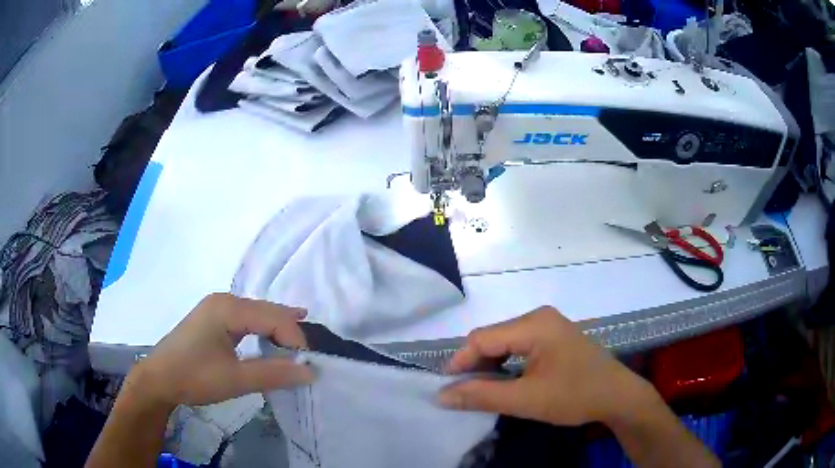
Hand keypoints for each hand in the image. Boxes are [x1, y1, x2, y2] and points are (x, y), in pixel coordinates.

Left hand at [127, 293, 314, 409]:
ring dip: (278, 329)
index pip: (273, 317)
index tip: (308, 365)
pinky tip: (272, 336)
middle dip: (290, 330)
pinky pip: (246, 319)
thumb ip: (274, 374)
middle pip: (266, 310)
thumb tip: (311, 371)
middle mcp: (224, 300)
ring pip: (257, 313)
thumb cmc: (194, 377)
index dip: (295, 339)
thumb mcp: (235, 379)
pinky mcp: (212, 319)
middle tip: (311, 353)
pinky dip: (263, 329)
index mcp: (228, 308)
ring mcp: (216, 308)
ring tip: (300, 342)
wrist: (158, 379)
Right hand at [439, 306, 652, 425]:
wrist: (617, 396)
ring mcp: (549, 325)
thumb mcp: (526, 400)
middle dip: (475, 364)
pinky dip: (507, 363)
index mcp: (534, 324)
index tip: (446, 388)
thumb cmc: (574, 396)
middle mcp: (540, 316)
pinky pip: (520, 345)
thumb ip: (482, 396)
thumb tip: (441, 396)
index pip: (482, 338)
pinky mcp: (555, 336)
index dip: (460, 362)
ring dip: (490, 365)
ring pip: (505, 342)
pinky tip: (506, 381)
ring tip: (482, 389)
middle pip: (493, 337)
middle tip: (464, 392)